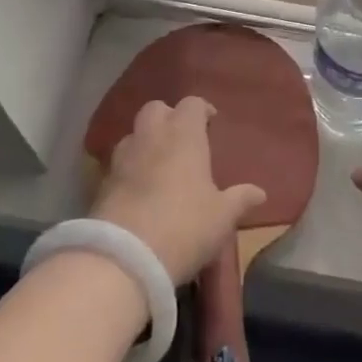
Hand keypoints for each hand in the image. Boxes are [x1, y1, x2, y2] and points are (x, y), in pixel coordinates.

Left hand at [91, 97, 265, 284]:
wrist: (124, 258)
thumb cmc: (184, 226)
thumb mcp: (221, 217)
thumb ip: (239, 200)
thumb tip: (260, 192)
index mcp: (184, 135)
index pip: (192, 104)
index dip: (202, 110)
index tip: (211, 122)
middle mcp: (151, 136)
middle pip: (156, 109)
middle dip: (169, 117)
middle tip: (182, 140)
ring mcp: (123, 157)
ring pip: (134, 134)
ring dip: (146, 142)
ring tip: (159, 164)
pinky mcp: (101, 181)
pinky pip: (119, 163)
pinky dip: (130, 168)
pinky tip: (139, 189)